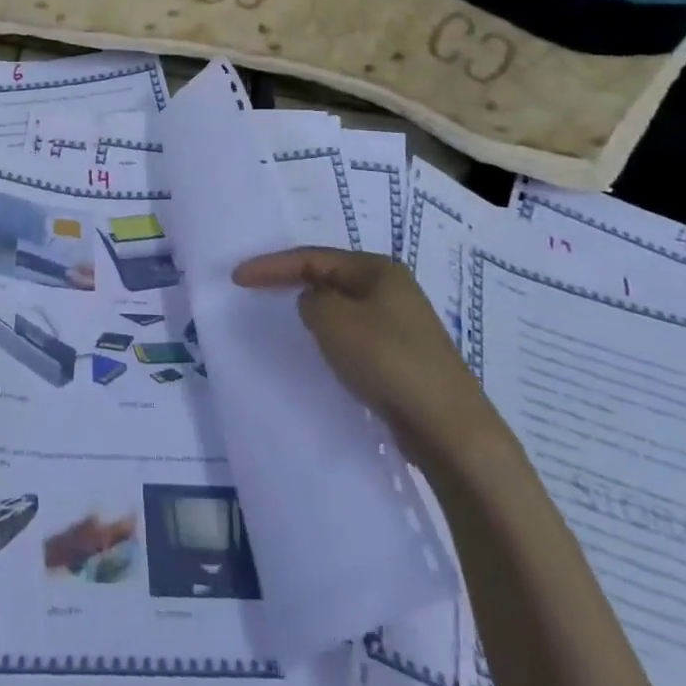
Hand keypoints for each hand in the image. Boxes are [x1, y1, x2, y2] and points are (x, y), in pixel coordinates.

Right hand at [233, 247, 501, 469]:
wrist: (448, 428)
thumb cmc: (387, 359)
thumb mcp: (333, 319)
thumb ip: (312, 300)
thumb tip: (315, 304)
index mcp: (378, 269)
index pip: (312, 257)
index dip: (271, 265)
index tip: (237, 277)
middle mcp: (392, 288)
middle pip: (329, 276)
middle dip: (292, 281)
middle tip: (256, 289)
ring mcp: (401, 324)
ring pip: (343, 307)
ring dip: (313, 310)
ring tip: (283, 317)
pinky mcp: (402, 357)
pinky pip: (355, 334)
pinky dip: (332, 336)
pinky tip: (322, 350)